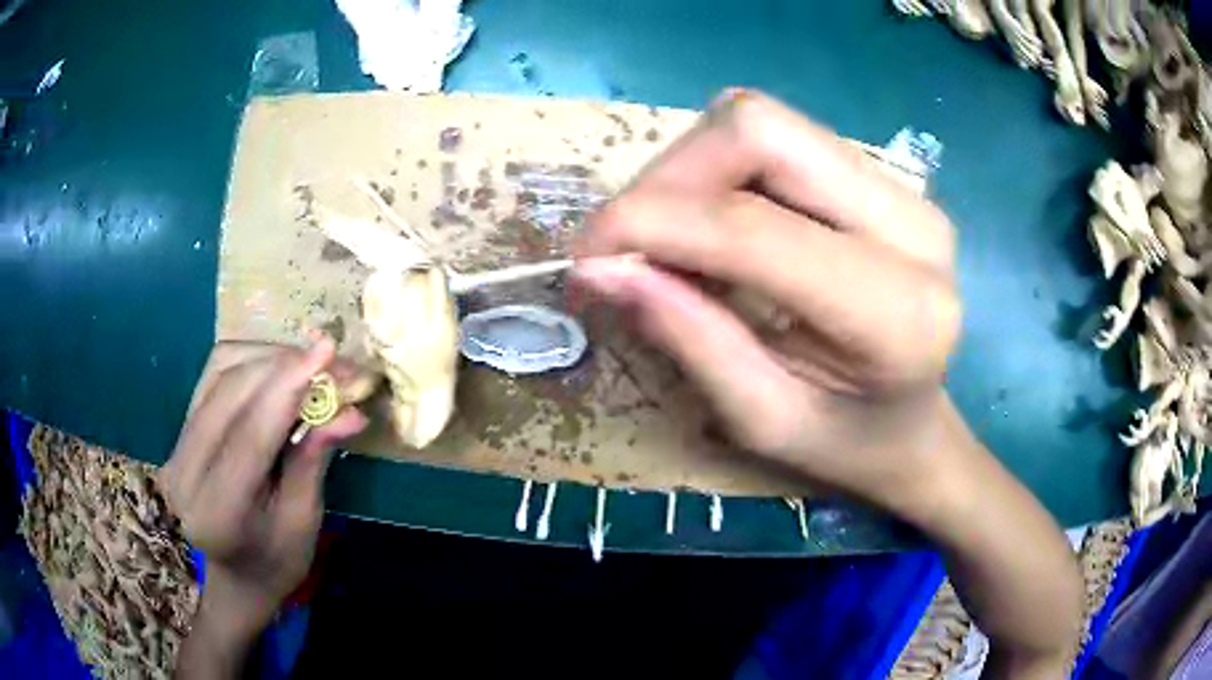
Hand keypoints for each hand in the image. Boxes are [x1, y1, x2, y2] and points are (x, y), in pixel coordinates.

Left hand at [162, 339, 368, 633]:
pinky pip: (215, 372)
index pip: (250, 434)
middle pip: (232, 391)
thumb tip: (351, 410)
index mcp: (217, 510)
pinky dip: (253, 360)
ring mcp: (177, 443)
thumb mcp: (304, 522)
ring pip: (221, 370)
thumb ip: (315, 460)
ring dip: (270, 359)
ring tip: (311, 366)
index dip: (288, 386)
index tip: (327, 351)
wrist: (235, 572)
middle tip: (334, 363)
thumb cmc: (277, 560)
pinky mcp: (182, 424)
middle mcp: (185, 469)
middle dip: (285, 367)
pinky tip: (280, 370)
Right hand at [574, 90, 959, 508]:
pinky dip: (720, 170)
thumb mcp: (761, 420)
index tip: (588, 258)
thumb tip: (599, 268)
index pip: (752, 226)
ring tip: (670, 238)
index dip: (651, 223)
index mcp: (898, 312)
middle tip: (627, 243)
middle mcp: (912, 226)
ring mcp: (903, 190)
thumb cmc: (847, 443)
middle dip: (668, 177)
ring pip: (762, 121)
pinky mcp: (881, 177)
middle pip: (759, 132)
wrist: (915, 422)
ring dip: (690, 170)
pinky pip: (778, 137)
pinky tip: (714, 224)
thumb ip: (688, 338)